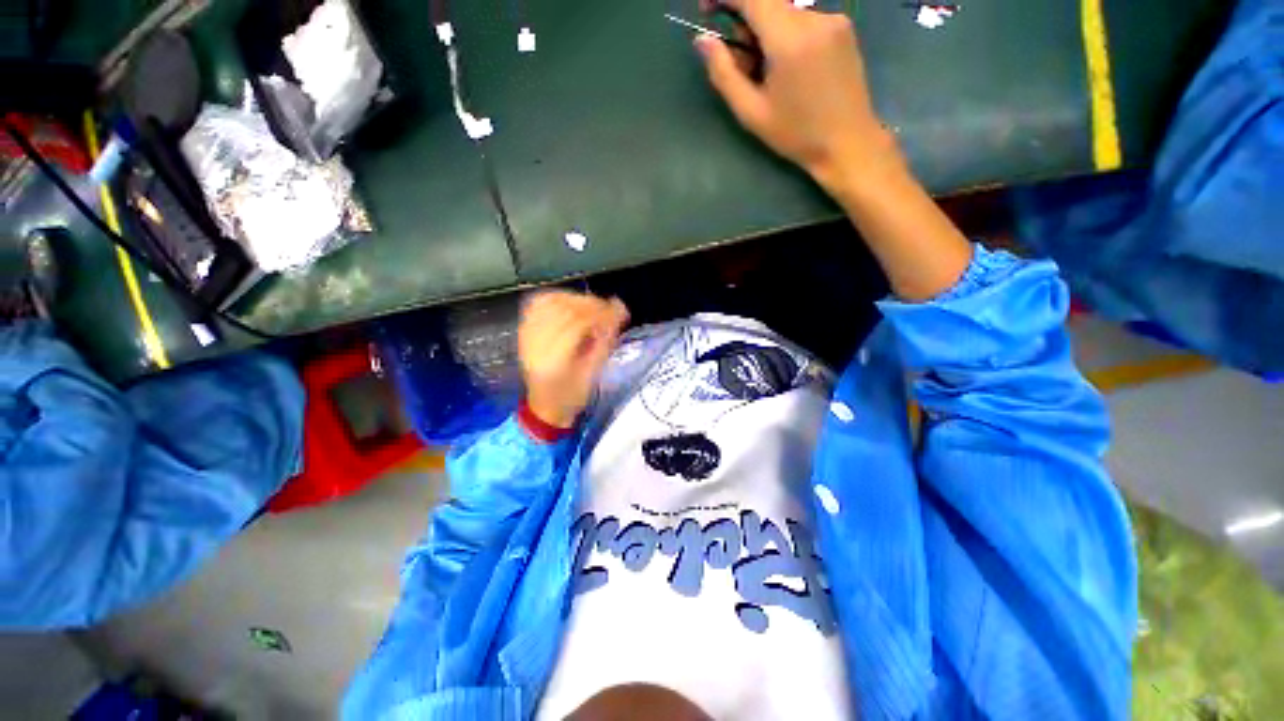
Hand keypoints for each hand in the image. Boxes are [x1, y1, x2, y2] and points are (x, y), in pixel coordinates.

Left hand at [518, 291, 629, 427]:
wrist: (544, 408)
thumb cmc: (570, 397)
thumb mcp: (593, 374)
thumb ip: (605, 340)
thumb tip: (619, 308)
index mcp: (553, 363)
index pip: (577, 324)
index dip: (601, 313)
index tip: (620, 313)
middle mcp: (534, 346)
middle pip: (563, 310)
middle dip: (591, 305)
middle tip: (609, 309)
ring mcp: (525, 336)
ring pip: (550, 302)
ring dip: (575, 299)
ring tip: (592, 307)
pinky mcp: (523, 330)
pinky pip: (537, 303)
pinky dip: (557, 298)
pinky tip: (571, 304)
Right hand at [696, 0, 898, 193]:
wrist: (855, 146)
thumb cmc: (801, 133)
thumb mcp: (749, 109)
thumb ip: (721, 69)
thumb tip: (703, 38)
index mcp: (790, 40)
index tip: (708, 9)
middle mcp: (815, 22)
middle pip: (766, 1)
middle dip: (745, 16)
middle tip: (742, 52)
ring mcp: (834, 23)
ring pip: (783, 9)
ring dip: (766, 25)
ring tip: (769, 62)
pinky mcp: (844, 29)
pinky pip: (802, 16)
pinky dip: (787, 28)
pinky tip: (791, 58)